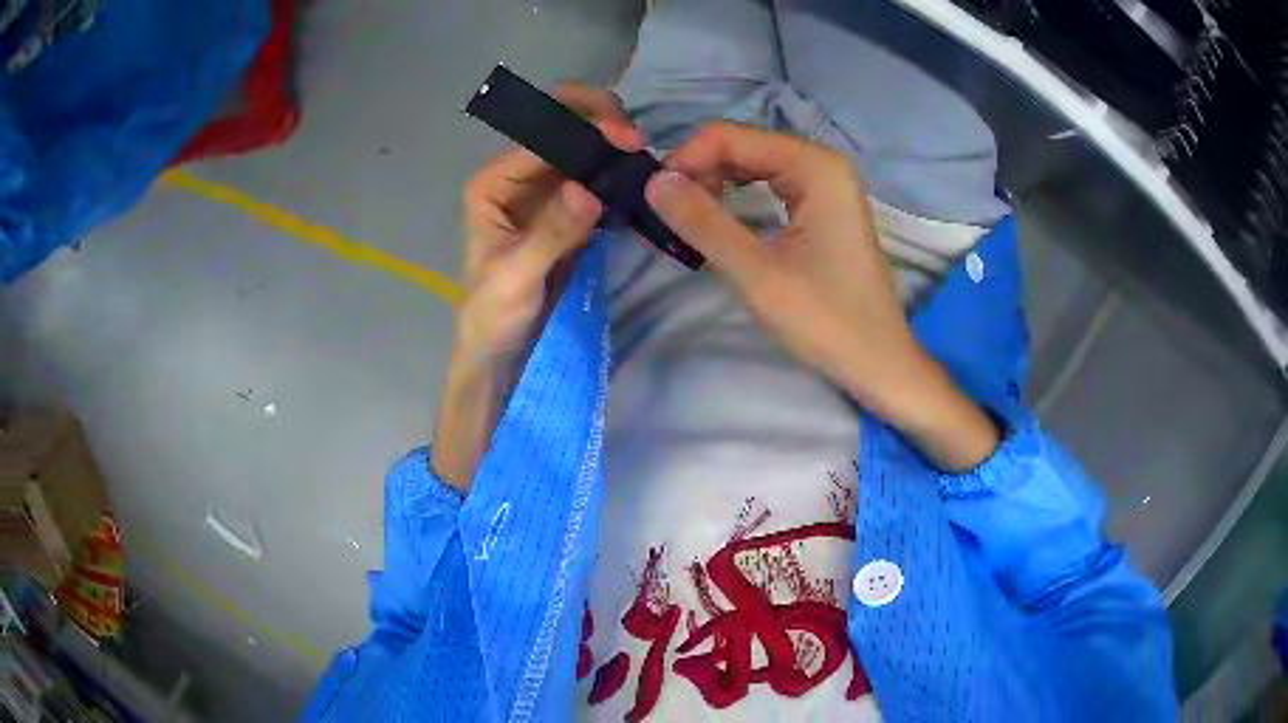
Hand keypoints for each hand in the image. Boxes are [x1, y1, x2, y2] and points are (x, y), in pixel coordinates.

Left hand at [432, 85, 643, 489]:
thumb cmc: (494, 314)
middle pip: (562, 132)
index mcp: (494, 183)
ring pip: (584, 152)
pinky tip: (640, 181)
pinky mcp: (568, 210)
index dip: (582, 129)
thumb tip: (588, 189)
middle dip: (600, 126)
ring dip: (613, 150)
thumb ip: (551, 233)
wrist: (501, 348)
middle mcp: (518, 177)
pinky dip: (618, 176)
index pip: (540, 137)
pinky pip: (596, 179)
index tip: (625, 139)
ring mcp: (545, 192)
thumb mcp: (518, 277)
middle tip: (638, 144)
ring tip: (645, 160)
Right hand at [645, 122, 997, 470]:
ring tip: (687, 221)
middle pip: (742, 146)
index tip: (655, 199)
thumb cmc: (826, 321)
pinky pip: (770, 186)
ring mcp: (826, 184)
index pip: (729, 136)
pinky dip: (738, 199)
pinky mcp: (824, 208)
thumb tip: (653, 182)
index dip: (685, 160)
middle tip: (668, 215)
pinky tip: (718, 222)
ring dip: (714, 186)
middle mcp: (822, 163)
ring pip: (753, 166)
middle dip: (699, 172)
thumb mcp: (757, 273)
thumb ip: (703, 223)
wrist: (878, 363)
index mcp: (814, 166)